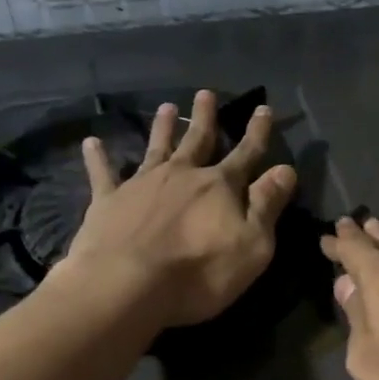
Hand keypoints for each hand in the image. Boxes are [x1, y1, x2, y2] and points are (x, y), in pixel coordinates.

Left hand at [53, 90, 297, 327]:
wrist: (126, 285)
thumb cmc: (199, 272)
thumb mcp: (252, 245)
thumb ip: (267, 205)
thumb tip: (286, 169)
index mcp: (219, 186)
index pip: (246, 153)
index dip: (257, 133)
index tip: (263, 109)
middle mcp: (182, 175)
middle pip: (197, 140)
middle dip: (205, 118)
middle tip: (205, 94)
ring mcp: (142, 184)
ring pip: (156, 147)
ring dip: (162, 128)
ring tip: (166, 108)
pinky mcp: (108, 201)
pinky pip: (103, 173)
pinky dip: (98, 157)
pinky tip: (92, 143)